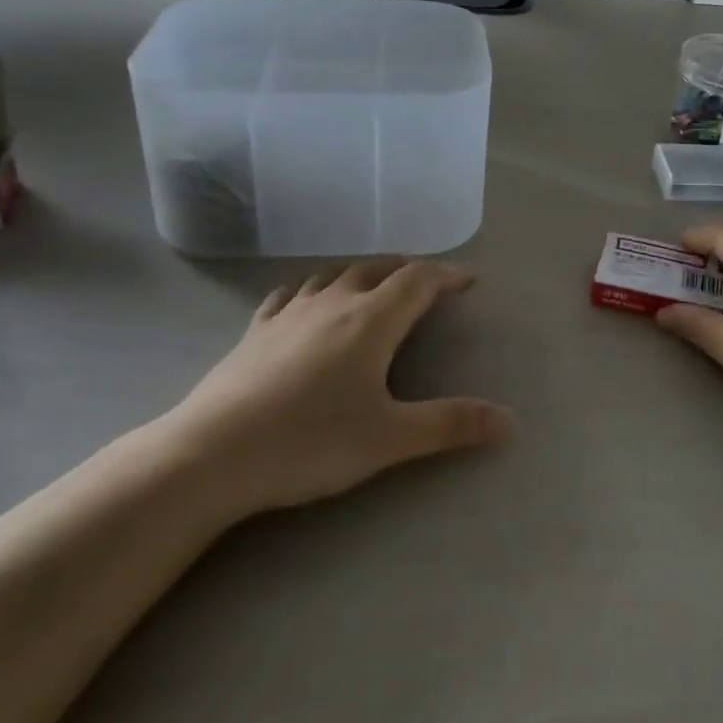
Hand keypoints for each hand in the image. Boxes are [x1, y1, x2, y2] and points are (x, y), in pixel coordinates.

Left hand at [159, 261, 513, 523]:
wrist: (212, 454)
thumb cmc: (311, 441)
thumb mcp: (390, 438)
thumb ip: (450, 425)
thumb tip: (510, 421)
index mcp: (371, 320)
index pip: (418, 280)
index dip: (447, 275)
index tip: (469, 280)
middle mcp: (333, 303)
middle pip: (378, 268)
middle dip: (408, 270)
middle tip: (427, 283)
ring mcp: (290, 313)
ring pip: (334, 274)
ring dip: (363, 272)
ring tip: (375, 285)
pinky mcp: (255, 331)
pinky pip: (291, 293)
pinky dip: (313, 287)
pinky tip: (308, 299)